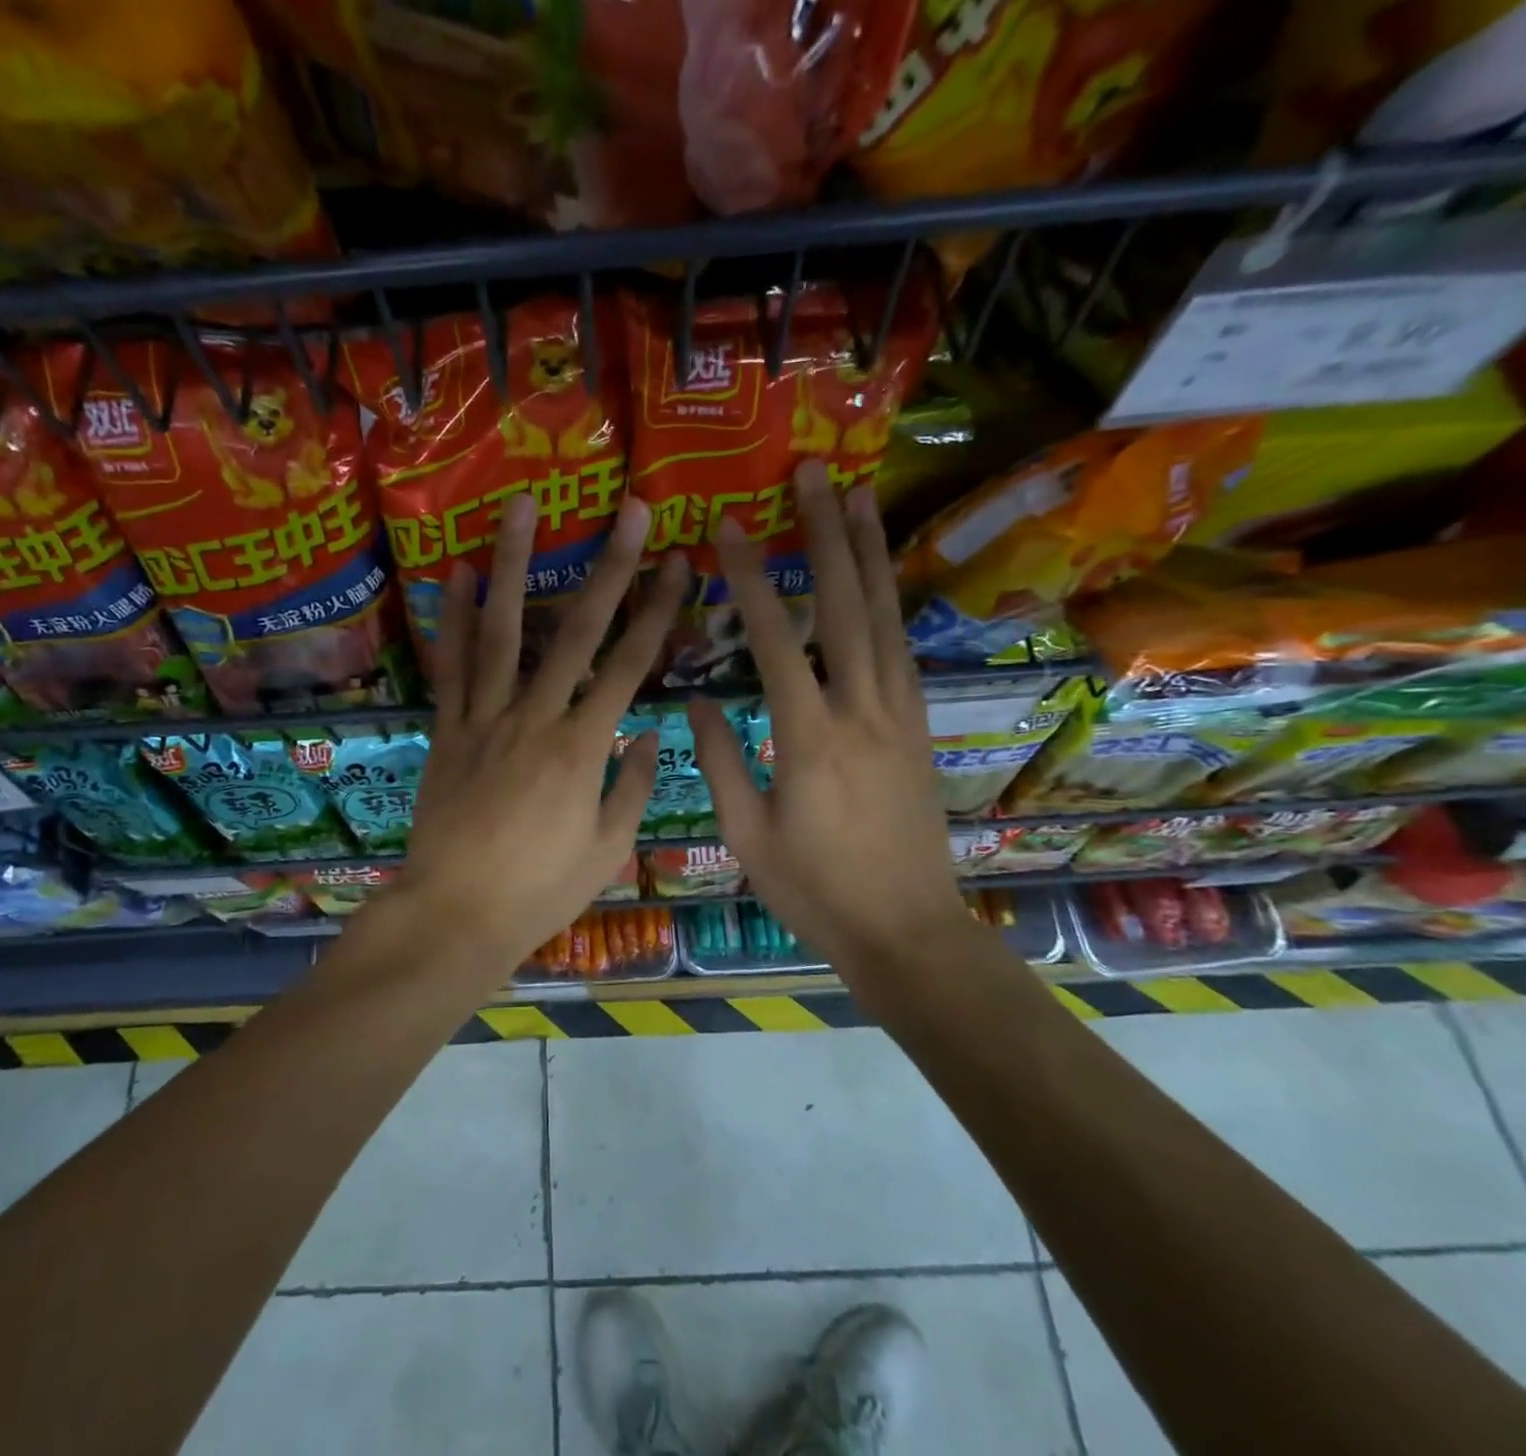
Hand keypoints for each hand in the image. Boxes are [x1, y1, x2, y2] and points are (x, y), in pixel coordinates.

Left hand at [396, 492, 687, 973]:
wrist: (456, 914)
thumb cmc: (540, 891)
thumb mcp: (606, 849)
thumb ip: (633, 786)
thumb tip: (651, 733)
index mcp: (583, 748)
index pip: (629, 666)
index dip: (658, 611)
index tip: (677, 562)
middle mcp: (535, 718)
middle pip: (576, 632)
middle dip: (608, 567)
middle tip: (628, 510)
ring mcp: (485, 719)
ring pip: (503, 632)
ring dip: (514, 566)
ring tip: (522, 508)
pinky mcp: (448, 730)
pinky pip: (452, 667)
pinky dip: (455, 619)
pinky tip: (458, 575)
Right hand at [688, 461, 971, 974]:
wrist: (907, 931)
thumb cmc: (815, 890)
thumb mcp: (747, 837)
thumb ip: (722, 762)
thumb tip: (694, 701)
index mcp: (809, 739)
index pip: (775, 642)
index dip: (749, 581)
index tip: (728, 530)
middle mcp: (861, 712)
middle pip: (845, 607)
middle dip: (825, 536)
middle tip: (814, 475)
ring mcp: (899, 715)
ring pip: (885, 619)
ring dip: (868, 554)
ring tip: (857, 497)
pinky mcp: (919, 727)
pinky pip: (903, 650)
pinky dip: (891, 602)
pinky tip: (880, 575)